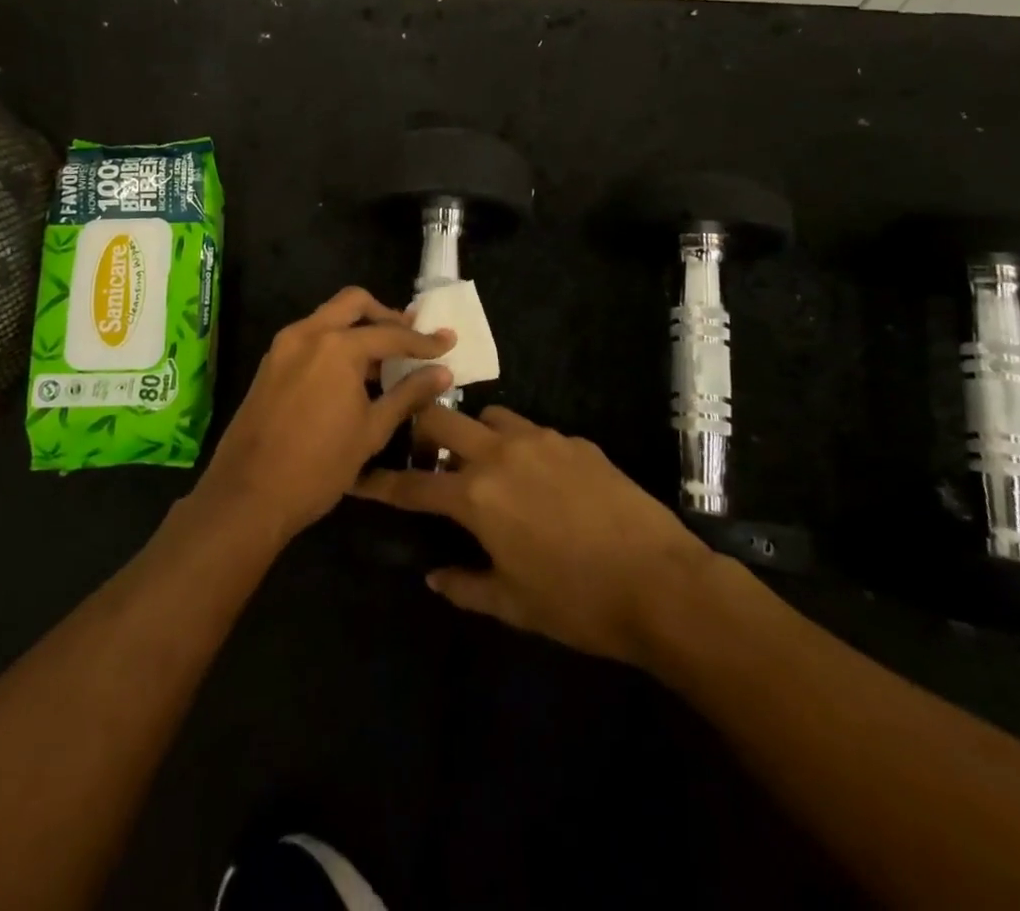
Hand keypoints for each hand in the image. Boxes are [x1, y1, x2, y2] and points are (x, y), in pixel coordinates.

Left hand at [193, 287, 453, 541]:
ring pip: (328, 317)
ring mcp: (284, 346)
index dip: (423, 341)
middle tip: (409, 337)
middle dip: (385, 315)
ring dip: (358, 328)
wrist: (248, 495)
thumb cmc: (319, 466)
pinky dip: (335, 343)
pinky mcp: (271, 364)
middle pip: (353, 303)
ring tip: (385, 357)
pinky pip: (310, 338)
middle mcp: (308, 333)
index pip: (390, 334)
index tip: (448, 342)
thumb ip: (408, 394)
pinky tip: (352, 373)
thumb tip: (443, 372)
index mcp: (337, 346)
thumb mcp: (372, 431)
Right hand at [355, 405, 714, 666]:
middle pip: (442, 419)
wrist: (662, 583)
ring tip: (485, 462)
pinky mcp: (575, 440)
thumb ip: (464, 585)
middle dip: (422, 430)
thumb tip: (434, 576)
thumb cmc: (578, 603)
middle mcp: (500, 453)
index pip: (412, 484)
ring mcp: (541, 440)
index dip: (379, 483)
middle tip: (426, 456)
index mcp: (476, 495)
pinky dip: (520, 445)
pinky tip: (540, 477)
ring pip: (489, 415)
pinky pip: (533, 430)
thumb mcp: (513, 604)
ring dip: (475, 433)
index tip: (357, 477)